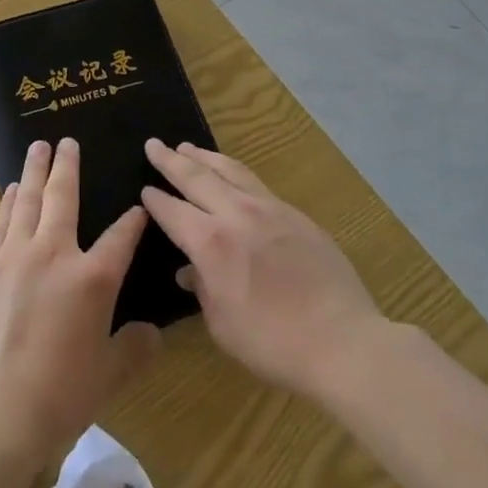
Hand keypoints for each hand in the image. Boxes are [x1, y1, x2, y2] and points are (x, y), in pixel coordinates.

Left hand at [0, 138, 160, 455]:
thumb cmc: (59, 395)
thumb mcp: (108, 376)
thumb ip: (134, 348)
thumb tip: (153, 333)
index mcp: (92, 279)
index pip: (120, 238)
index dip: (132, 221)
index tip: (138, 206)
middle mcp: (54, 253)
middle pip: (63, 197)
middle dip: (67, 166)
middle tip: (66, 141)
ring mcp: (14, 256)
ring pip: (27, 200)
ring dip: (34, 171)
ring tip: (37, 149)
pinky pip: (0, 223)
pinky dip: (8, 202)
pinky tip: (11, 191)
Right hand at [141, 140, 381, 398]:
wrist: (342, 341)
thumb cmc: (273, 343)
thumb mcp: (222, 325)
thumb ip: (202, 289)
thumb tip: (190, 270)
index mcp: (211, 243)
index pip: (173, 211)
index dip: (156, 200)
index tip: (144, 188)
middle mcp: (236, 214)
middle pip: (197, 177)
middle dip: (171, 160)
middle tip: (154, 144)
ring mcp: (269, 209)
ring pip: (229, 170)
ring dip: (204, 157)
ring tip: (188, 147)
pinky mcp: (295, 214)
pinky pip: (256, 183)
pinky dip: (234, 172)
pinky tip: (232, 175)